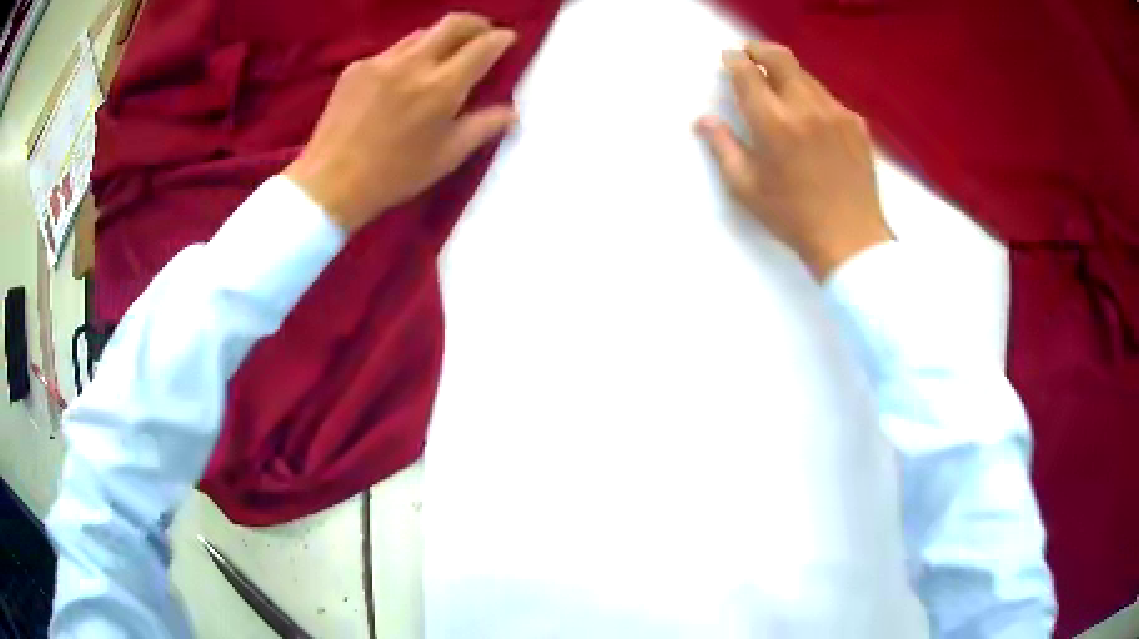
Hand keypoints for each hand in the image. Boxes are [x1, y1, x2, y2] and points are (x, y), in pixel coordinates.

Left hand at [285, 14, 517, 232]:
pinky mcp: (356, 67)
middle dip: (476, 24)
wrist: (330, 183)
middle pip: (454, 23)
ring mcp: (381, 61)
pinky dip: (407, 57)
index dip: (501, 39)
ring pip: (421, 34)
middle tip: (483, 35)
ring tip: (443, 57)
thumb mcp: (447, 156)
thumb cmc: (394, 175)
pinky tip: (402, 79)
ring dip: (440, 39)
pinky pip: (391, 51)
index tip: (508, 39)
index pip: (482, 47)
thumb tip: (512, 113)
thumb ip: (483, 127)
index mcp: (441, 87)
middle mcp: (413, 64)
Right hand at [697, 42, 892, 279]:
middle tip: (750, 55)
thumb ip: (723, 146)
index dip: (734, 60)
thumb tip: (704, 120)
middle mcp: (805, 107)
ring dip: (787, 75)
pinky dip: (812, 97)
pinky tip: (811, 119)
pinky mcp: (856, 123)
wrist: (851, 239)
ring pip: (806, 75)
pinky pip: (828, 97)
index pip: (748, 72)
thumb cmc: (793, 217)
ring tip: (781, 91)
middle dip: (760, 50)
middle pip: (780, 58)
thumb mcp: (746, 188)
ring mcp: (835, 112)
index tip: (729, 59)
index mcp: (773, 122)